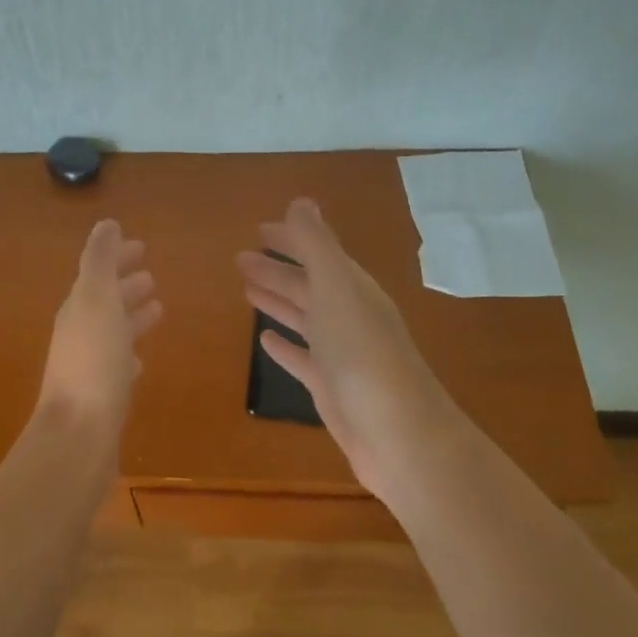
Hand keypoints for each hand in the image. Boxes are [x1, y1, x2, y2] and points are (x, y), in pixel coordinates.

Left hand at [39, 220, 162, 434]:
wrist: (78, 435)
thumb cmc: (93, 362)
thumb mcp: (97, 301)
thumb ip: (100, 261)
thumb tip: (106, 224)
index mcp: (79, 308)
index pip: (98, 273)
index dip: (117, 258)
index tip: (141, 247)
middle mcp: (80, 333)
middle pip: (105, 301)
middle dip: (126, 286)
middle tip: (151, 276)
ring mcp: (89, 365)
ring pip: (113, 331)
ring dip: (131, 316)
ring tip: (158, 308)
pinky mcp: (101, 395)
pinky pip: (117, 365)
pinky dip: (129, 354)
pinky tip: (139, 360)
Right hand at [237, 199, 457, 498]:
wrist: (398, 435)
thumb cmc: (362, 354)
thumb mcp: (336, 288)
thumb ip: (316, 245)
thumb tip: (301, 201)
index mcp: (351, 289)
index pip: (318, 254)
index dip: (290, 240)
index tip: (258, 230)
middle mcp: (348, 316)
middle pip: (307, 285)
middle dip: (276, 270)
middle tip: (240, 260)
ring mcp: (340, 354)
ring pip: (303, 318)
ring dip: (277, 301)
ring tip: (246, 289)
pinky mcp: (330, 388)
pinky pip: (302, 358)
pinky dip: (284, 345)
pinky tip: (264, 340)